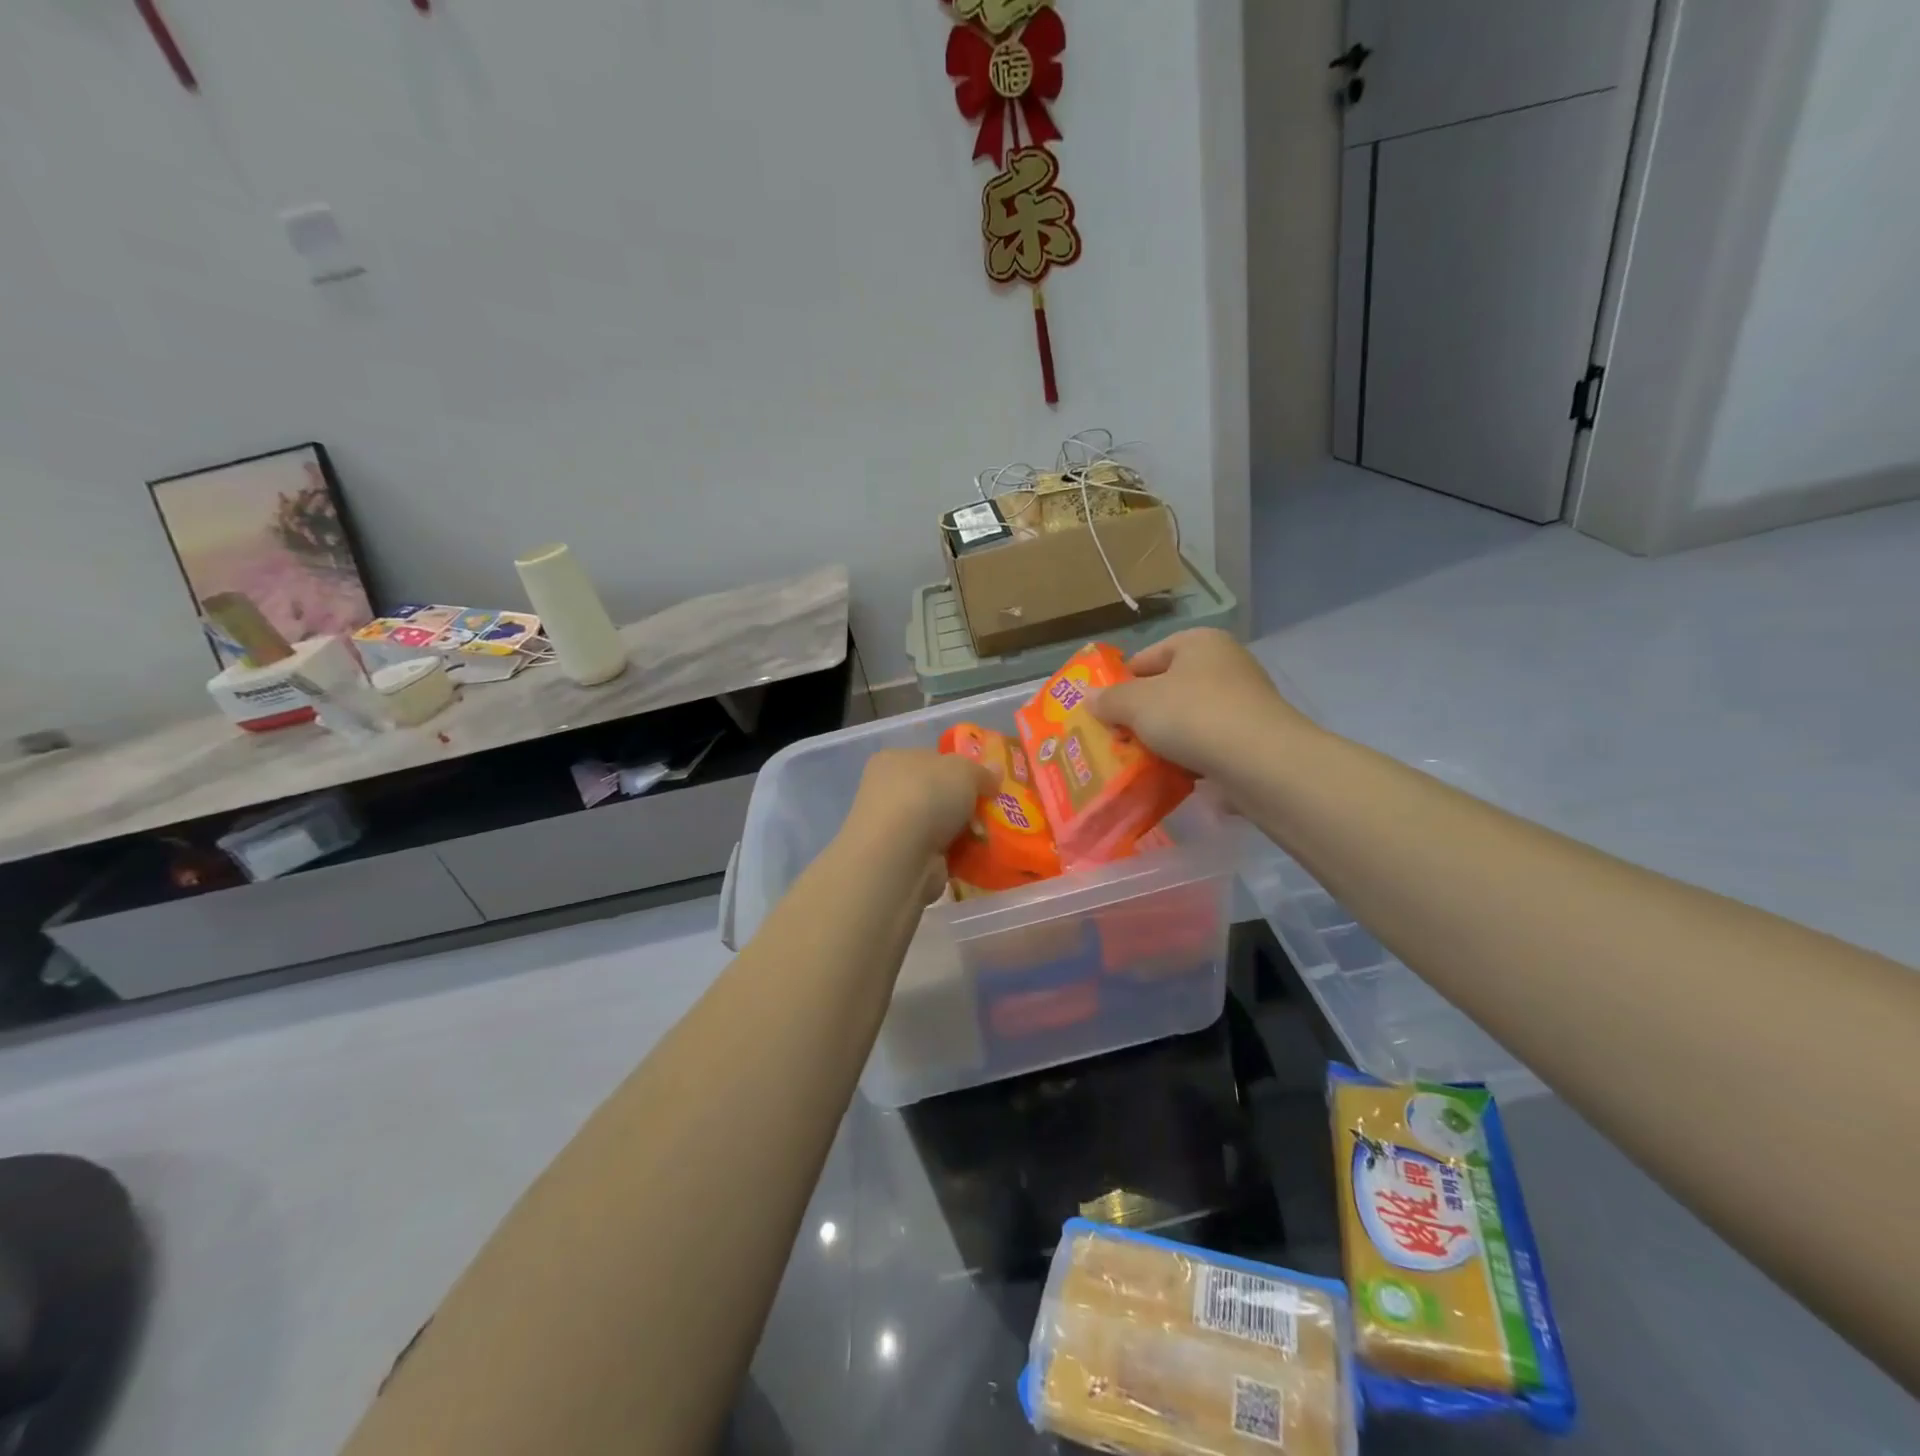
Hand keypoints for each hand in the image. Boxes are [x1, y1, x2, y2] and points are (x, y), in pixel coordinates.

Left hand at [842, 748, 996, 858]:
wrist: (899, 854)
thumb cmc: (926, 796)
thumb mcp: (964, 770)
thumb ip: (982, 771)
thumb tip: (995, 772)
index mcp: (893, 760)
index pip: (930, 759)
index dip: (959, 768)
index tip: (984, 782)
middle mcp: (887, 791)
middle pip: (936, 793)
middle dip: (963, 804)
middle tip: (990, 810)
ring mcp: (893, 828)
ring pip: (938, 825)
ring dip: (963, 831)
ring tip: (987, 835)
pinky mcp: (902, 859)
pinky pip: (938, 852)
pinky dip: (956, 854)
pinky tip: (975, 855)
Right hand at [1091, 629, 1314, 779]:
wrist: (1261, 762)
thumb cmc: (1193, 716)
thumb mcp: (1137, 704)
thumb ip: (1109, 699)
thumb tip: (1089, 696)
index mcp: (1199, 642)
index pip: (1147, 657)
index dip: (1121, 683)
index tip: (1103, 712)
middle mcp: (1226, 664)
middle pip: (1168, 689)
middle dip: (1141, 716)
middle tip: (1117, 740)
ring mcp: (1244, 702)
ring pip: (1188, 720)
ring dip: (1164, 740)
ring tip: (1139, 763)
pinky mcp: (1254, 738)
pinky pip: (1209, 745)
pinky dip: (1190, 759)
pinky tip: (1172, 777)